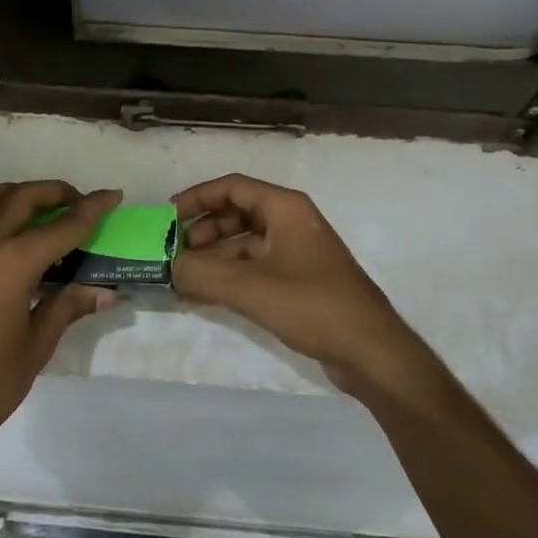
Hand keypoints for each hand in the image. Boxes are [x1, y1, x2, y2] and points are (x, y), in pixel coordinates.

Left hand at [0, 181, 122, 452]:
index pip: (61, 226)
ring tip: (34, 205)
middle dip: (54, 193)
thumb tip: (105, 291)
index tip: (112, 195)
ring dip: (13, 193)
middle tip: (78, 202)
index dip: (92, 209)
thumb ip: (68, 306)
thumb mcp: (37, 345)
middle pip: (20, 199)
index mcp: (11, 264)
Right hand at [170, 174, 419, 397]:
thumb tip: (169, 267)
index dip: (197, 197)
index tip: (168, 218)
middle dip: (202, 231)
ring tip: (184, 280)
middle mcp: (291, 223)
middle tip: (175, 254)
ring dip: (213, 257)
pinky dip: (230, 276)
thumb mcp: (248, 287)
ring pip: (244, 244)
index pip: (232, 187)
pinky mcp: (299, 281)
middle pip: (236, 214)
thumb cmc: (311, 304)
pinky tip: (205, 297)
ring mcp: (297, 253)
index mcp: (285, 208)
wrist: (369, 350)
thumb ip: (201, 273)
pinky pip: (255, 268)